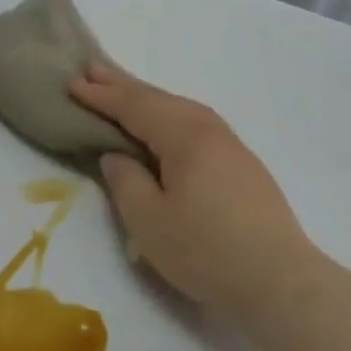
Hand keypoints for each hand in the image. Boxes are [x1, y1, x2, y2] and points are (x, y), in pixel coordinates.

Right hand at [71, 63, 319, 322]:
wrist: (278, 282)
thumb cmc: (205, 251)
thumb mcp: (148, 220)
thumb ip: (125, 181)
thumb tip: (117, 155)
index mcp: (186, 137)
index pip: (136, 107)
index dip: (102, 96)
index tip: (72, 83)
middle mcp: (211, 132)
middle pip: (161, 100)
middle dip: (124, 86)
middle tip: (92, 69)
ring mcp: (232, 148)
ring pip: (182, 112)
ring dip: (148, 100)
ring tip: (122, 93)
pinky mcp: (243, 168)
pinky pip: (197, 128)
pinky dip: (170, 119)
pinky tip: (165, 128)